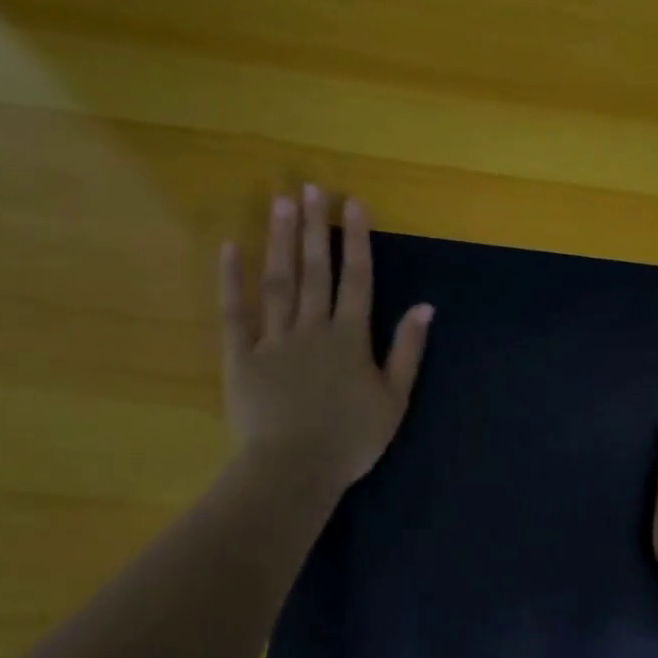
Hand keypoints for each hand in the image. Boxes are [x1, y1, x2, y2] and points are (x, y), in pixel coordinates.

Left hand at [221, 187, 432, 488]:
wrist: (294, 469)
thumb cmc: (351, 440)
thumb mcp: (394, 400)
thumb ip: (408, 351)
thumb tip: (426, 308)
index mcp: (351, 339)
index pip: (357, 279)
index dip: (356, 240)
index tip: (352, 203)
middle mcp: (313, 328)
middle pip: (315, 271)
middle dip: (315, 228)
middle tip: (311, 188)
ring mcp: (274, 340)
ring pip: (278, 282)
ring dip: (281, 241)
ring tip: (280, 202)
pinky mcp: (241, 356)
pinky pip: (235, 312)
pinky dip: (232, 280)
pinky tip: (231, 248)